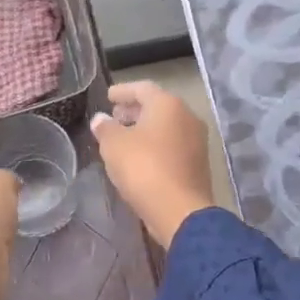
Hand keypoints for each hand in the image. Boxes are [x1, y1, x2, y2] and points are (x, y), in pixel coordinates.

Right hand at [90, 81, 215, 247]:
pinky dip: (156, 145)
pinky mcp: (198, 163)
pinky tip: (140, 157)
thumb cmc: (144, 168)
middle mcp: (187, 116)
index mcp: (168, 104)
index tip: (108, 96)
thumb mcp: (114, 146)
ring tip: (124, 138)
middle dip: (134, 110)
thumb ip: (105, 128)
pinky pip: (172, 145)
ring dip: (145, 129)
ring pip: (166, 127)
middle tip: (115, 116)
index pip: (142, 88)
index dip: (122, 91)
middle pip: (157, 106)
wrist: (180, 211)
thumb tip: (101, 119)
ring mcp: (197, 141)